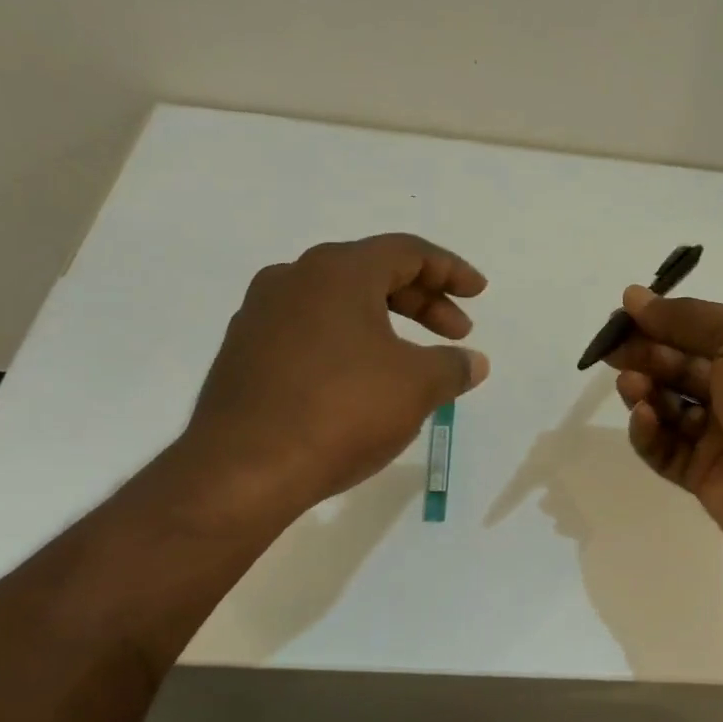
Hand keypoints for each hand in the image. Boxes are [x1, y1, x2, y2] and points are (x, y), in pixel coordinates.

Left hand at [176, 233, 489, 520]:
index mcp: (337, 272)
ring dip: (385, 324)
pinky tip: (363, 381)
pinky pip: (311, 332)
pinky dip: (349, 343)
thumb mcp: (416, 387)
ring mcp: (261, 315)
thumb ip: (452, 367)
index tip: (478, 293)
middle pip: (372, 273)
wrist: (244, 469)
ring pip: (338, 304)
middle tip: (457, 332)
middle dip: (422, 301)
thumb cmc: (342, 412)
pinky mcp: (244, 353)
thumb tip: (473, 362)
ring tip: (413, 361)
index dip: (450, 270)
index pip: (406, 252)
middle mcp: (293, 279)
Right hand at [607, 288, 722, 559]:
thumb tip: (635, 297)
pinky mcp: (700, 473)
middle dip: (644, 356)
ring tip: (632, 387)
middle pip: (677, 367)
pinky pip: (664, 448)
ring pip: (666, 407)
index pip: (698, 330)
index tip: (622, 316)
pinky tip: (646, 419)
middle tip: (612, 353)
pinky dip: (649, 432)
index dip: (660, 322)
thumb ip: (689, 318)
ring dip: (644, 392)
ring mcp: (718, 435)